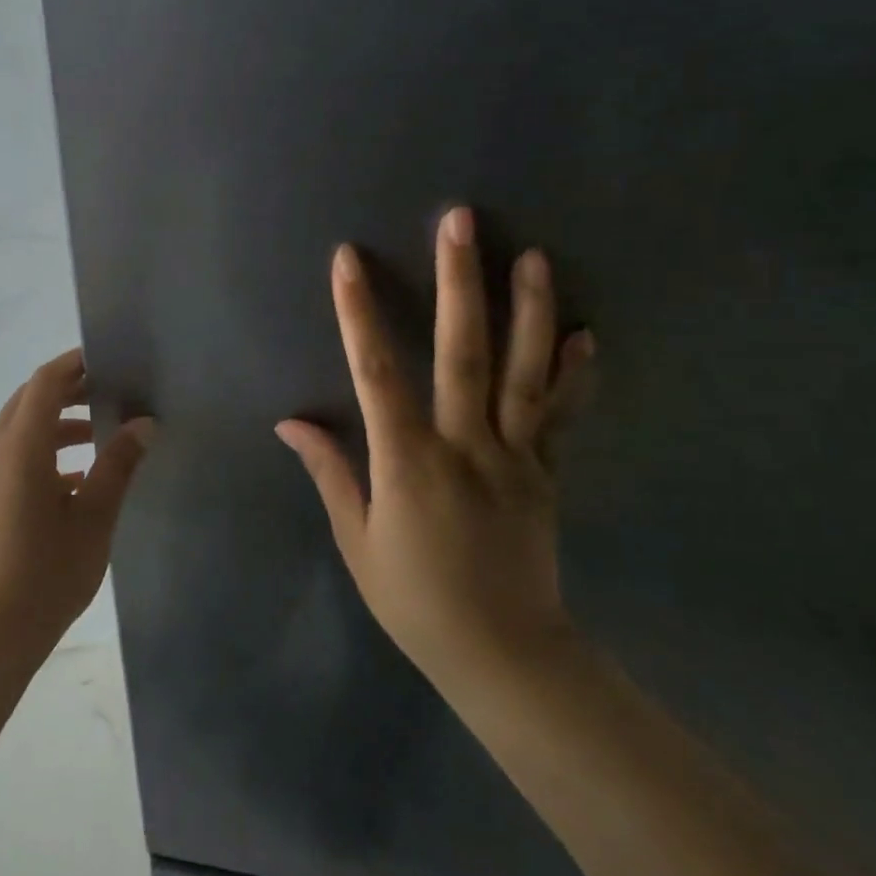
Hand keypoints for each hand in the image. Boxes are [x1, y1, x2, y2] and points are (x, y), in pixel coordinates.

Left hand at [0, 349, 154, 674]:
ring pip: (20, 432)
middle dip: (66, 391)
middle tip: (108, 391)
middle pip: (28, 402)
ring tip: (99, 435)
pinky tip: (76, 481)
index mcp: (20, 447)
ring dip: (56, 424)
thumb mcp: (93, 520)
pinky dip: (44, 454)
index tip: (106, 359)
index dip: (73, 365)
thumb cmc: (44, 575)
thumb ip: (117, 466)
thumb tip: (143, 424)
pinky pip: (14, 460)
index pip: (45, 384)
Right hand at [276, 207, 594, 695]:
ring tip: (530, 256)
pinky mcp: (545, 473)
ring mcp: (514, 457)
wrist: (504, 654)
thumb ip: (331, 472)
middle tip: (460, 222)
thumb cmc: (415, 599)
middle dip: (458, 281)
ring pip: (522, 372)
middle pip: (462, 352)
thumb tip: (291, 422)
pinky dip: (573, 374)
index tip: (348, 260)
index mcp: (408, 462)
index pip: (377, 373)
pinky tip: (583, 333)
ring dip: (526, 310)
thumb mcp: (358, 540)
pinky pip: (561, 416)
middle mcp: (464, 446)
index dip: (359, 313)